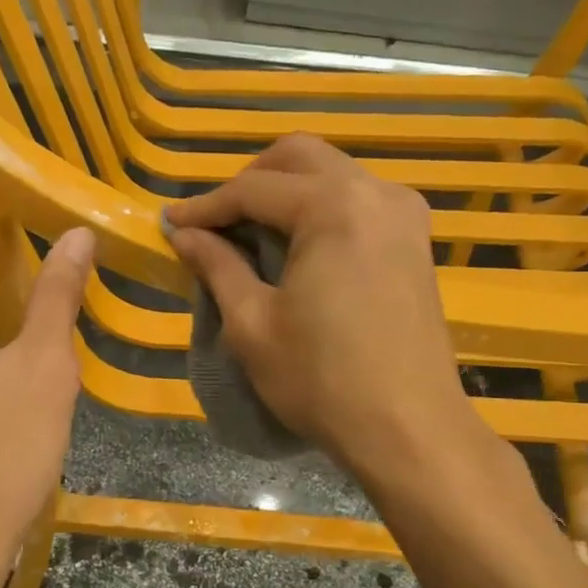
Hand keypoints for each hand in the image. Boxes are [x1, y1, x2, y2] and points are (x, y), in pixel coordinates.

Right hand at [165, 134, 482, 483]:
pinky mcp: (416, 241)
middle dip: (249, 181)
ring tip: (251, 233)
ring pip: (333, 173)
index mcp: (333, 207)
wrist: (408, 429)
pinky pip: (359, 200)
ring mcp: (404, 214)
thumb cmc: (321, 380)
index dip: (206, 206)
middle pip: (300, 157)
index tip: (171, 224)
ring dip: (287, 191)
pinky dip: (321, 209)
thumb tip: (184, 234)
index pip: (254, 188)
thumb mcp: (252, 324)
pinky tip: (299, 246)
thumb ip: (217, 266)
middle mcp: (376, 193)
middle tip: (215, 222)